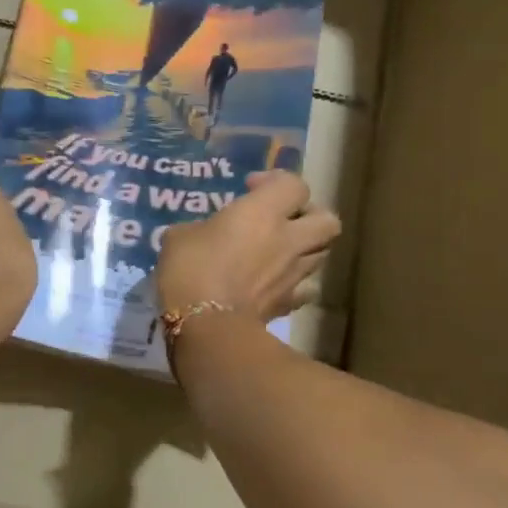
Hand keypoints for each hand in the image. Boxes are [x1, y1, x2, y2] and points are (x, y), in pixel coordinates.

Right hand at [156, 170, 340, 322]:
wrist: (207, 326)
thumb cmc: (191, 270)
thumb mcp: (180, 236)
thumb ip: (200, 228)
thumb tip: (201, 234)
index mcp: (263, 212)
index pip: (294, 184)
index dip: (275, 181)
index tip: (249, 188)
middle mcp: (288, 239)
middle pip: (328, 220)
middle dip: (311, 215)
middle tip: (285, 219)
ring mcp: (293, 274)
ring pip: (322, 253)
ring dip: (306, 248)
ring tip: (280, 251)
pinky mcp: (288, 304)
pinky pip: (305, 289)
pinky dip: (295, 284)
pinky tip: (276, 284)